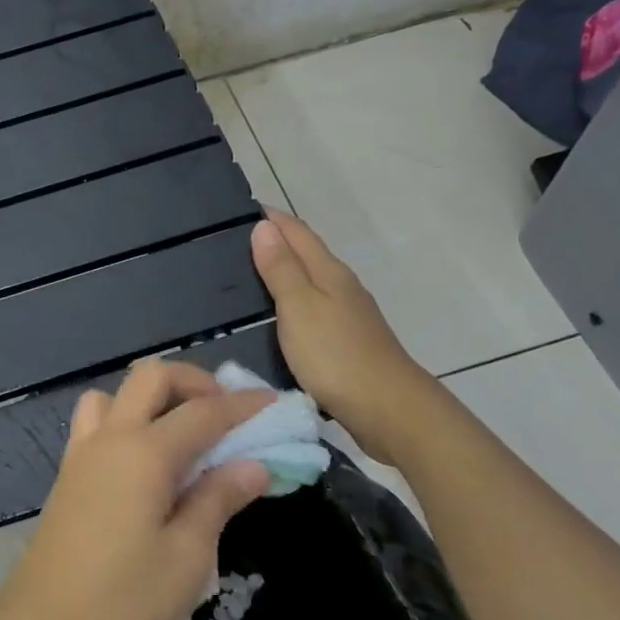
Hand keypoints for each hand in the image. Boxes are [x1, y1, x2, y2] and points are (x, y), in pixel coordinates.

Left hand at [0, 360, 272, 619]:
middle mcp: (110, 438)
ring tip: (181, 433)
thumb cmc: (122, 602)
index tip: (274, 403)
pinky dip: (125, 419)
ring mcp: (82, 453)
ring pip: (116, 393)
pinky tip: (143, 460)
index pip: (203, 411)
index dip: (242, 405)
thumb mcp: (186, 558)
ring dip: (153, 397)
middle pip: (151, 377)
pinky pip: (95, 421)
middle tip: (226, 414)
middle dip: (194, 382)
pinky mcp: (67, 475)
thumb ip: (218, 500)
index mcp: (144, 452)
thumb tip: (253, 464)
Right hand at [250, 210, 431, 431]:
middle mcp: (342, 286)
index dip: (270, 218)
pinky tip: (277, 316)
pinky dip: (292, 303)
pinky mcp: (347, 342)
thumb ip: (281, 268)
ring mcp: (348, 315)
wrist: (388, 409)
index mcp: (329, 271)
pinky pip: (313, 309)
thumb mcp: (299, 306)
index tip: (238, 210)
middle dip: (274, 242)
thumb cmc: (335, 354)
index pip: (296, 231)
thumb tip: (264, 226)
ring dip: (283, 273)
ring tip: (246, 276)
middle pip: (306, 253)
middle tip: (231, 243)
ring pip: (310, 282)